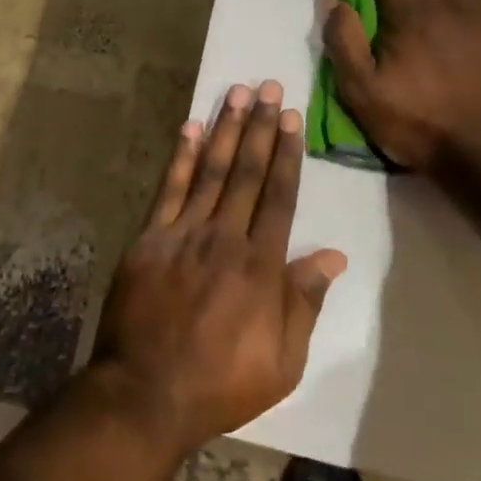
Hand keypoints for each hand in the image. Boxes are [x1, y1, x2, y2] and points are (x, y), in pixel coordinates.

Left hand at [89, 81, 346, 457]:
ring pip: (210, 171)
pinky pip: (168, 190)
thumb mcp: (283, 360)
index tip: (291, 118)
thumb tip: (333, 255)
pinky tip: (189, 128)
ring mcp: (183, 234)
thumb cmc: (222, 382)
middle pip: (247, 172)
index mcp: (261, 265)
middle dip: (259, 127)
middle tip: (268, 87)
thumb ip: (305, 301)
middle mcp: (224, 237)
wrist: (147, 393)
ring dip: (225, 129)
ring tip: (236, 93)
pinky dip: (180, 157)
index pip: (279, 196)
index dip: (286, 154)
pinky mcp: (149, 239)